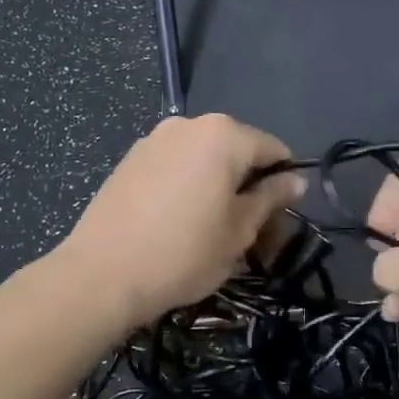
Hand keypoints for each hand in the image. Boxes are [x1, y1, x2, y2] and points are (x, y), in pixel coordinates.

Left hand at [57, 114, 305, 328]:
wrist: (101, 274)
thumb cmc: (184, 253)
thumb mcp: (240, 231)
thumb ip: (270, 198)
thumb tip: (296, 180)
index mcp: (224, 135)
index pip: (274, 149)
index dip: (285, 183)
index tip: (280, 218)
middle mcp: (189, 124)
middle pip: (237, 149)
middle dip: (249, 183)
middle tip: (248, 230)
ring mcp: (155, 138)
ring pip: (204, 157)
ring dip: (217, 184)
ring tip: (210, 227)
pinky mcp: (130, 158)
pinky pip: (175, 164)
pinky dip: (187, 184)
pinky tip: (177, 220)